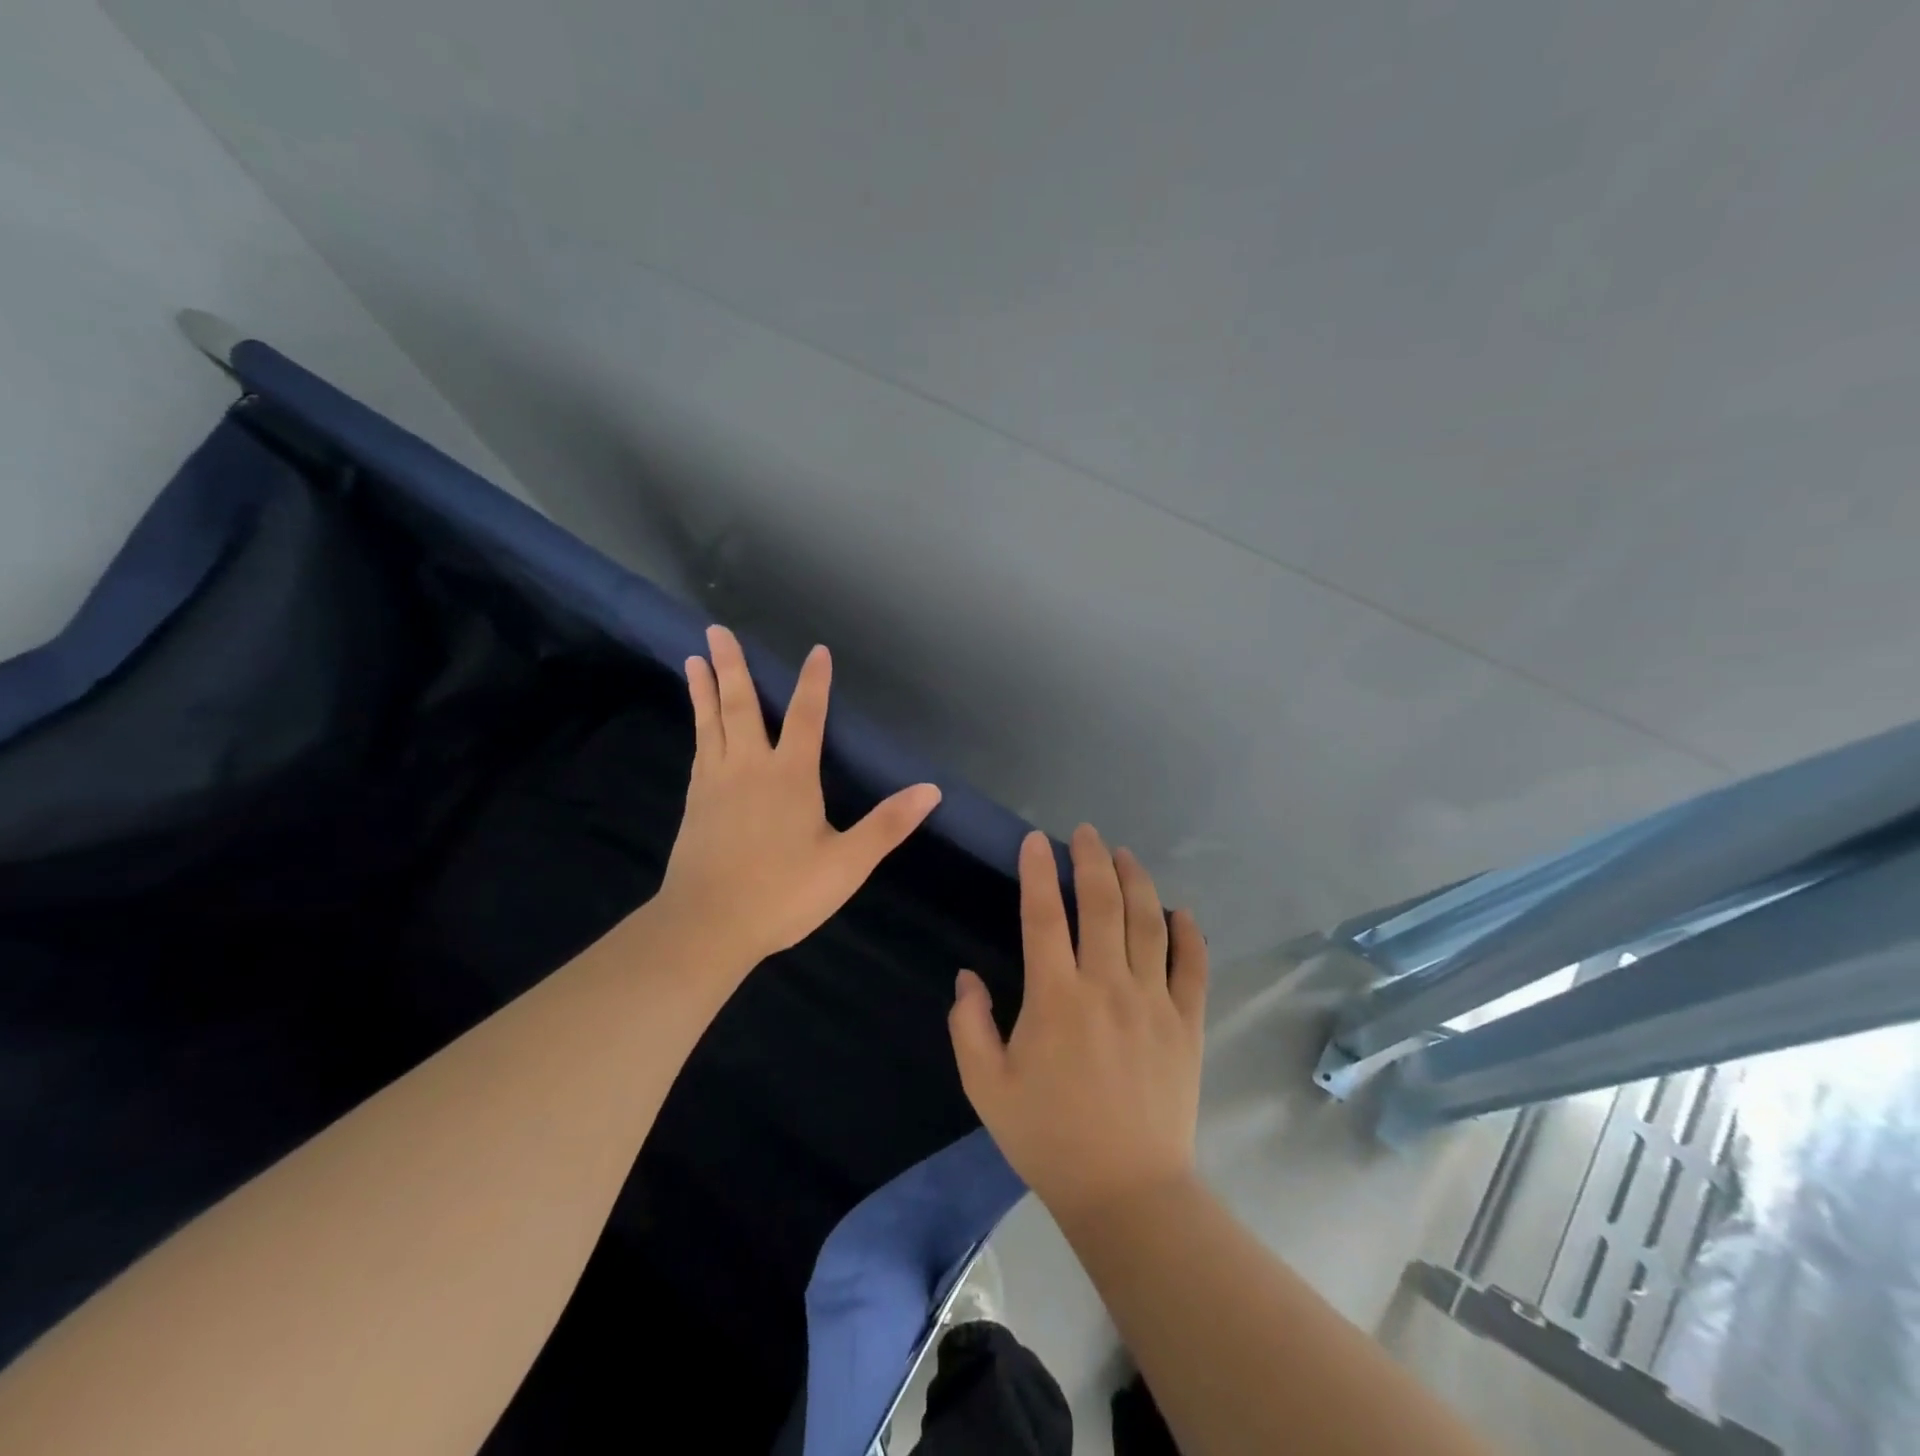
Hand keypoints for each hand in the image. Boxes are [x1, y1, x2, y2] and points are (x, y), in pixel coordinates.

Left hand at [656, 625, 941, 970]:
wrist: (707, 925)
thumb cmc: (783, 893)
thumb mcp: (847, 864)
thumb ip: (888, 824)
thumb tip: (932, 790)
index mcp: (790, 776)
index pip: (806, 716)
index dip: (814, 682)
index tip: (816, 651)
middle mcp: (749, 767)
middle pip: (741, 706)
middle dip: (732, 666)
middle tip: (716, 629)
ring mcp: (716, 783)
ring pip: (711, 723)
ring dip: (705, 688)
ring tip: (693, 658)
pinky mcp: (695, 803)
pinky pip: (699, 750)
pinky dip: (698, 726)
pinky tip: (698, 725)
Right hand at [949, 826, 1208, 1227]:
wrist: (1126, 1191)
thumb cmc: (1048, 1137)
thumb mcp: (986, 1087)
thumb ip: (969, 1025)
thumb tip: (967, 977)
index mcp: (1055, 997)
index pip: (1043, 915)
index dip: (1037, 871)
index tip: (1035, 841)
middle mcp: (1106, 985)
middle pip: (1102, 904)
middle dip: (1091, 860)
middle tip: (1085, 833)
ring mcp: (1152, 1001)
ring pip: (1148, 923)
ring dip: (1136, 881)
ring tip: (1125, 854)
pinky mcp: (1186, 1023)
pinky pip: (1192, 966)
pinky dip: (1188, 933)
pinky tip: (1180, 911)